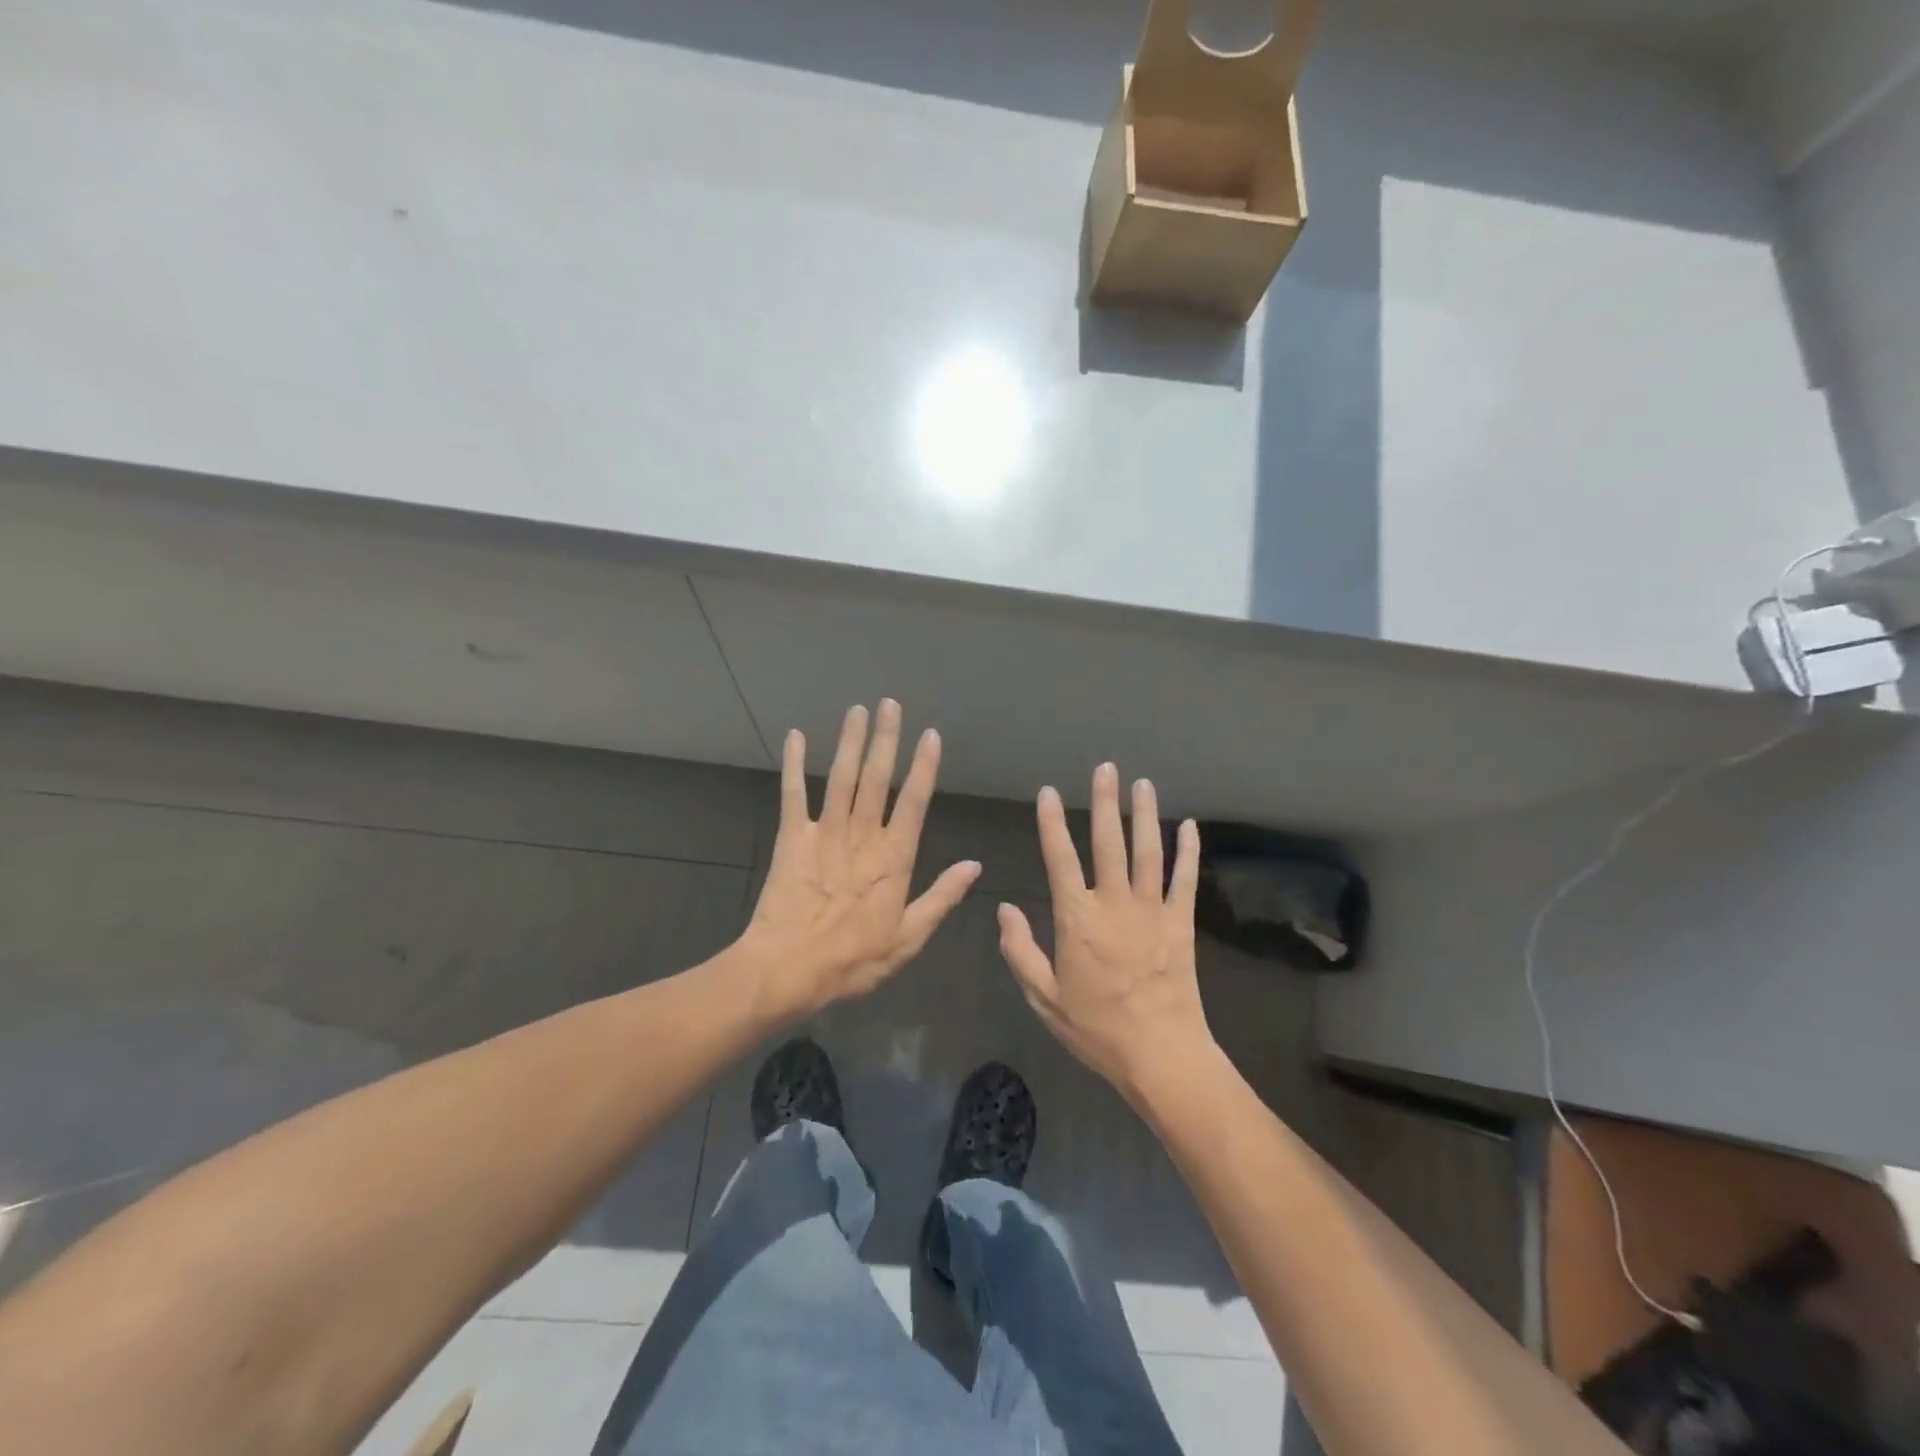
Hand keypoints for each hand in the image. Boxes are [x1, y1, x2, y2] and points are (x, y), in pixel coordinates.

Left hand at [740, 700, 979, 1020]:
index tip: (931, 735)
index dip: (924, 767)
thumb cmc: (853, 960)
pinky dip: (794, 764)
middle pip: (876, 778)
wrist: (788, 969)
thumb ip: (941, 897)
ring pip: (841, 778)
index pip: (914, 802)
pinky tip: (794, 736)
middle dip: (885, 739)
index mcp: (893, 858)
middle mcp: (862, 836)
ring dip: (849, 741)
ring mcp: (824, 833)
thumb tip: (974, 866)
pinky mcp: (791, 838)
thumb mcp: (908, 938)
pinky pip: (793, 794)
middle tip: (890, 704)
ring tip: (857, 709)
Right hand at [998, 764, 1214, 1100]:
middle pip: (1108, 842)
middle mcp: (1114, 903)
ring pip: (1148, 852)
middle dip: (1105, 802)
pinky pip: (1185, 879)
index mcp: (1076, 918)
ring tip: (1142, 784)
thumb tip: (1003, 909)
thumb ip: (1020, 950)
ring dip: (1145, 815)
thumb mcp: (1044, 998)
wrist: (1160, 1055)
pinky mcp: (1182, 923)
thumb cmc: (1096, 1028)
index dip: (1052, 823)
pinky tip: (1189, 825)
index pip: (1060, 859)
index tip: (1049, 793)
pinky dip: (1188, 851)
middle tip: (1105, 768)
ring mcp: (1152, 910)